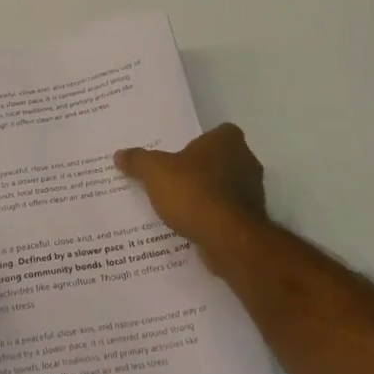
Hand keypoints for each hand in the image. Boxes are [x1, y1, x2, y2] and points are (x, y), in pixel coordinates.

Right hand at [116, 123, 272, 259]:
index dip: (199, 142)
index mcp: (228, 140)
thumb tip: (120, 154)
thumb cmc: (194, 193)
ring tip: (178, 205)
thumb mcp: (155, 172)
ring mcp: (253, 192)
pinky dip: (212, 217)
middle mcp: (247, 161)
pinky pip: (226, 213)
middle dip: (201, 169)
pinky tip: (191, 225)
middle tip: (173, 178)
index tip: (179, 154)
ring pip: (225, 188)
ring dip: (207, 195)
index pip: (216, 133)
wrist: (228, 240)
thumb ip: (138, 161)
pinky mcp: (251, 220)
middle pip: (220, 160)